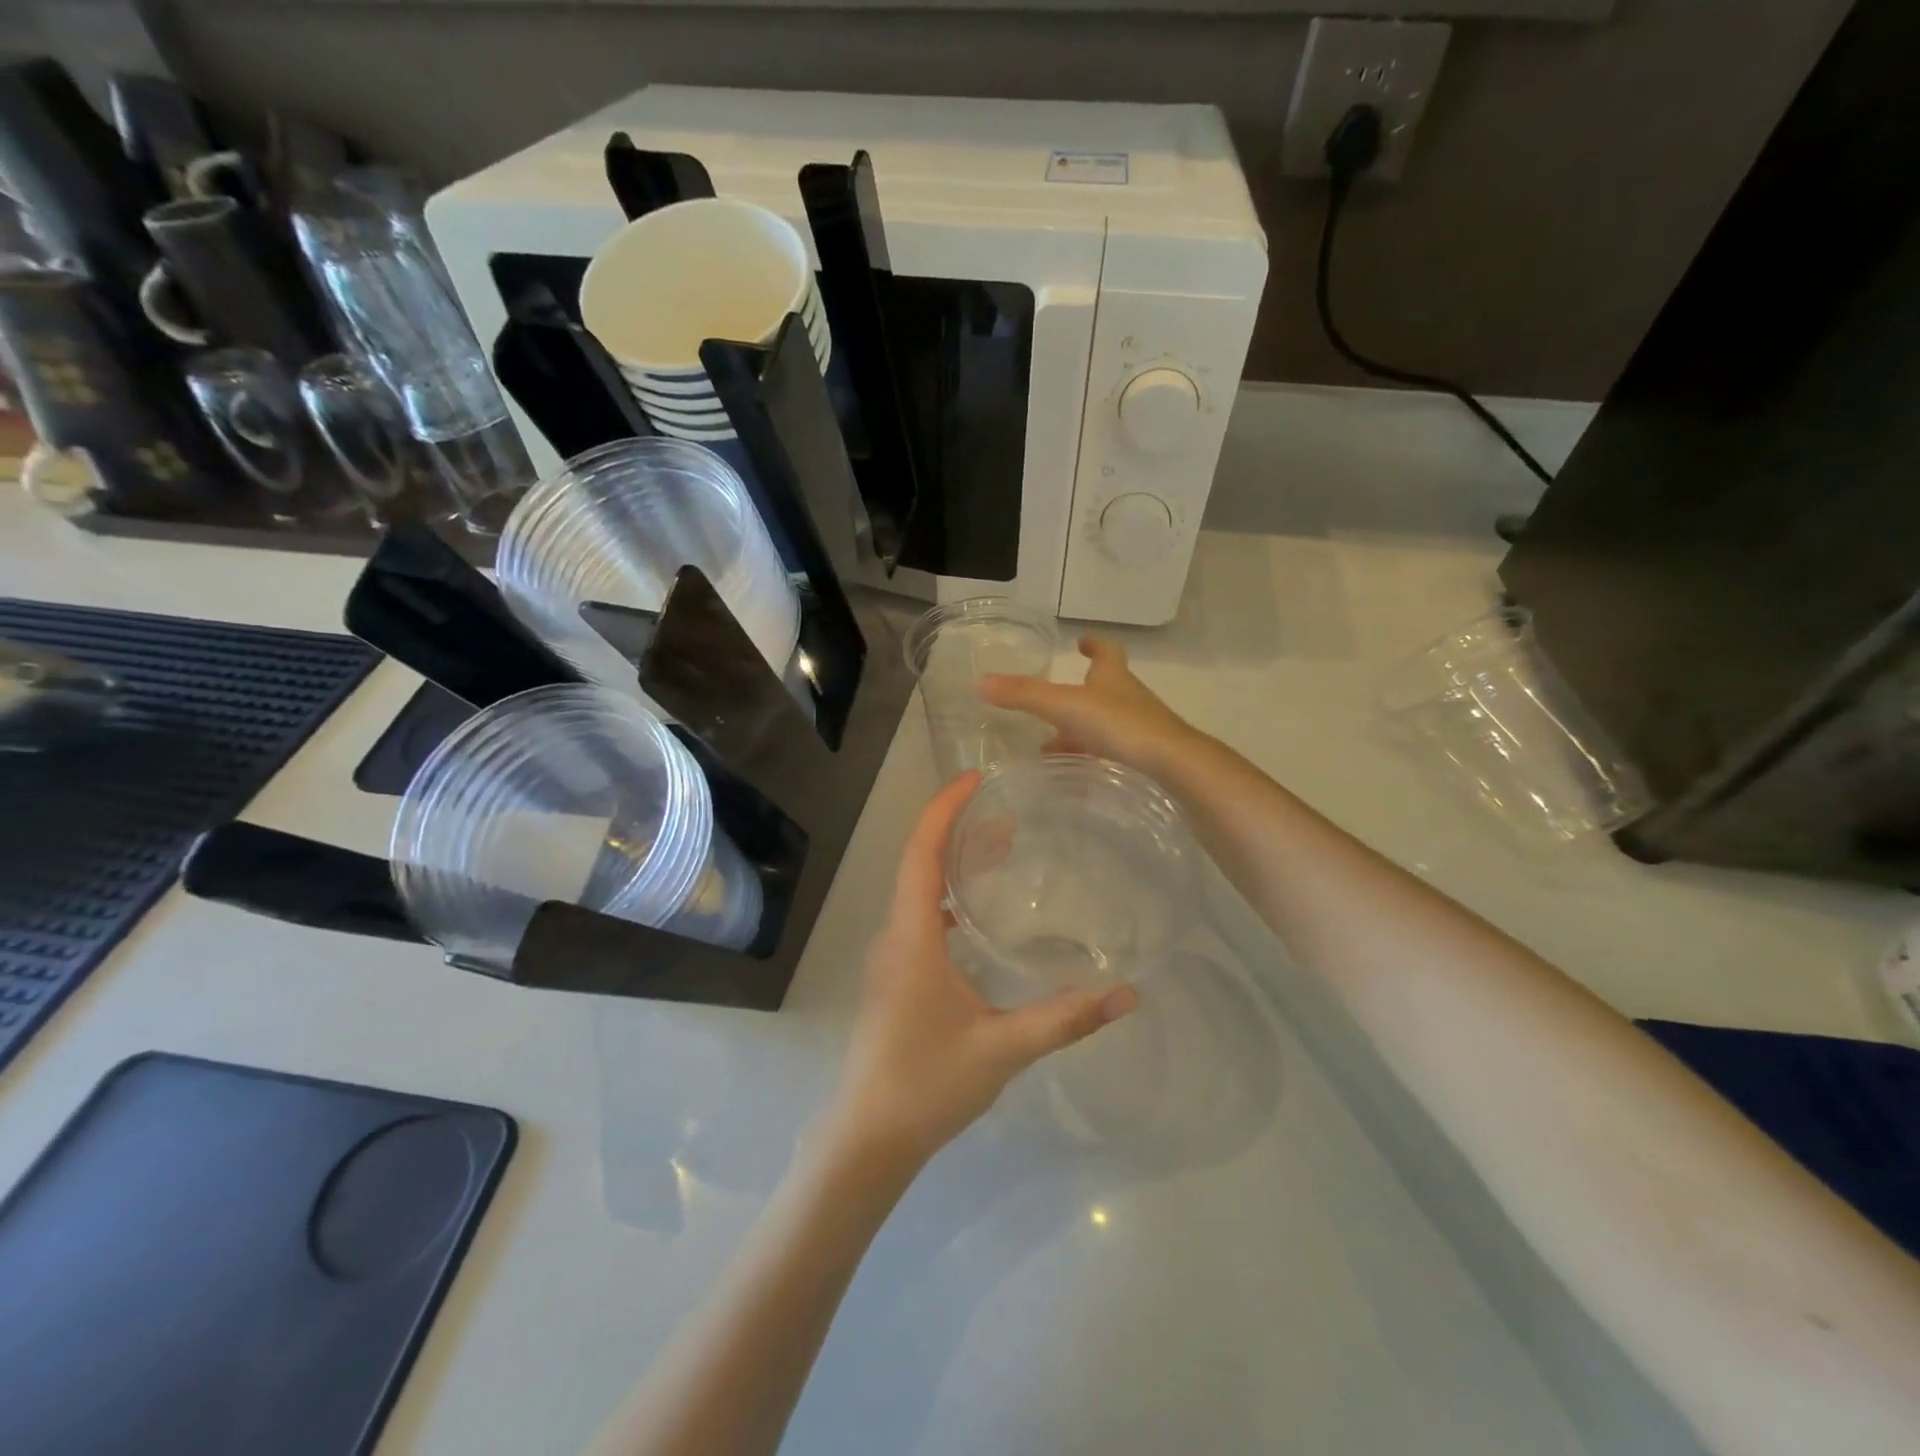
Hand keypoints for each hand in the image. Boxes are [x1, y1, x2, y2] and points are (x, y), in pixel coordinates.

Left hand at [825, 772, 1137, 1171]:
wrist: (868, 1137)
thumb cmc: (926, 1085)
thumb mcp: (1002, 1050)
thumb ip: (1064, 1020)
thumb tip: (1128, 994)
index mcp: (912, 937)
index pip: (922, 853)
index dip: (944, 809)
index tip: (976, 779)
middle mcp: (896, 936)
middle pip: (920, 862)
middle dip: (958, 828)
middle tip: (1006, 810)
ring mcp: (893, 957)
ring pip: (920, 890)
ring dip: (953, 862)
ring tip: (1001, 848)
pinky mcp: (898, 977)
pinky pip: (922, 918)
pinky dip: (949, 898)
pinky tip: (978, 917)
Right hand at [980, 635, 1204, 776]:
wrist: (1169, 762)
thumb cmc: (1119, 724)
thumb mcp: (1064, 706)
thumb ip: (1023, 695)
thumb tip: (979, 682)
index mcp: (1112, 676)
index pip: (1106, 651)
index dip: (1094, 644)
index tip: (1082, 641)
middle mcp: (1128, 696)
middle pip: (1104, 687)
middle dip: (1080, 691)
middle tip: (1053, 701)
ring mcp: (1138, 725)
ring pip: (1105, 721)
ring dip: (1081, 727)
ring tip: (1052, 744)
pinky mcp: (1143, 754)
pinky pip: (1112, 749)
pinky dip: (1092, 754)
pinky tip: (1076, 769)